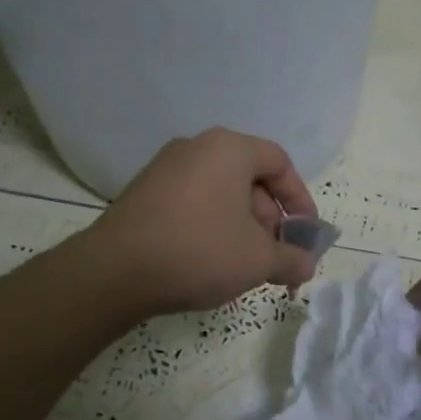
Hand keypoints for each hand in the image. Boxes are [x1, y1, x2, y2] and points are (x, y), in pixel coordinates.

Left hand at [91, 128, 320, 315]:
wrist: (114, 272)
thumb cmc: (198, 251)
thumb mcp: (257, 260)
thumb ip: (292, 259)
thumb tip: (306, 265)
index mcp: (228, 149)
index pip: (279, 162)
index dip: (300, 199)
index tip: (306, 234)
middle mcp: (195, 147)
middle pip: (249, 178)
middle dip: (269, 220)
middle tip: (274, 256)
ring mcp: (165, 168)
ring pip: (220, 192)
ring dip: (241, 226)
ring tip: (244, 265)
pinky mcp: (143, 192)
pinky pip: (193, 201)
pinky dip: (211, 225)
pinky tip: (209, 261)